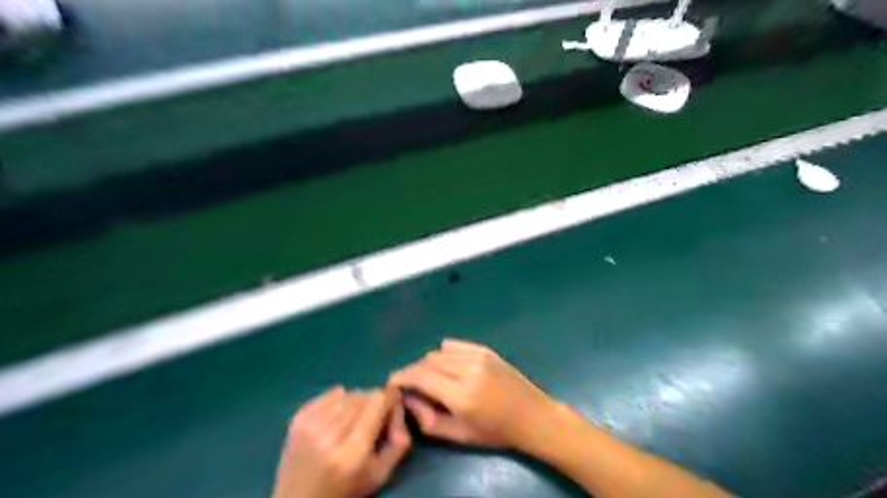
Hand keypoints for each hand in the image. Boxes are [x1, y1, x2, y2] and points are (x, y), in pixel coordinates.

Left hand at [273, 388, 410, 497]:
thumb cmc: (346, 489)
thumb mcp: (381, 474)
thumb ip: (399, 441)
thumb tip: (398, 405)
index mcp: (353, 452)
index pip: (378, 401)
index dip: (390, 397)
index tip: (393, 403)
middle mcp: (330, 435)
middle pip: (364, 395)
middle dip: (374, 402)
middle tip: (373, 418)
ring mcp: (310, 425)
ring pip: (348, 393)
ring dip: (356, 402)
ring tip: (354, 420)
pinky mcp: (298, 418)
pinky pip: (330, 394)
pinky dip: (339, 400)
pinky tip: (337, 417)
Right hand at [389, 338, 551, 450]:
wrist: (532, 416)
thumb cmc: (495, 432)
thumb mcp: (459, 435)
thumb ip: (428, 419)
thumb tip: (408, 399)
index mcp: (461, 394)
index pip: (420, 376)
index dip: (401, 377)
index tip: (392, 383)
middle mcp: (467, 369)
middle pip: (427, 361)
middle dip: (415, 372)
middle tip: (414, 387)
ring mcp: (478, 355)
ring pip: (438, 352)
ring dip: (429, 364)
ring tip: (434, 379)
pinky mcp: (485, 349)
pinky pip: (453, 345)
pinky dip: (444, 354)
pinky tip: (449, 367)